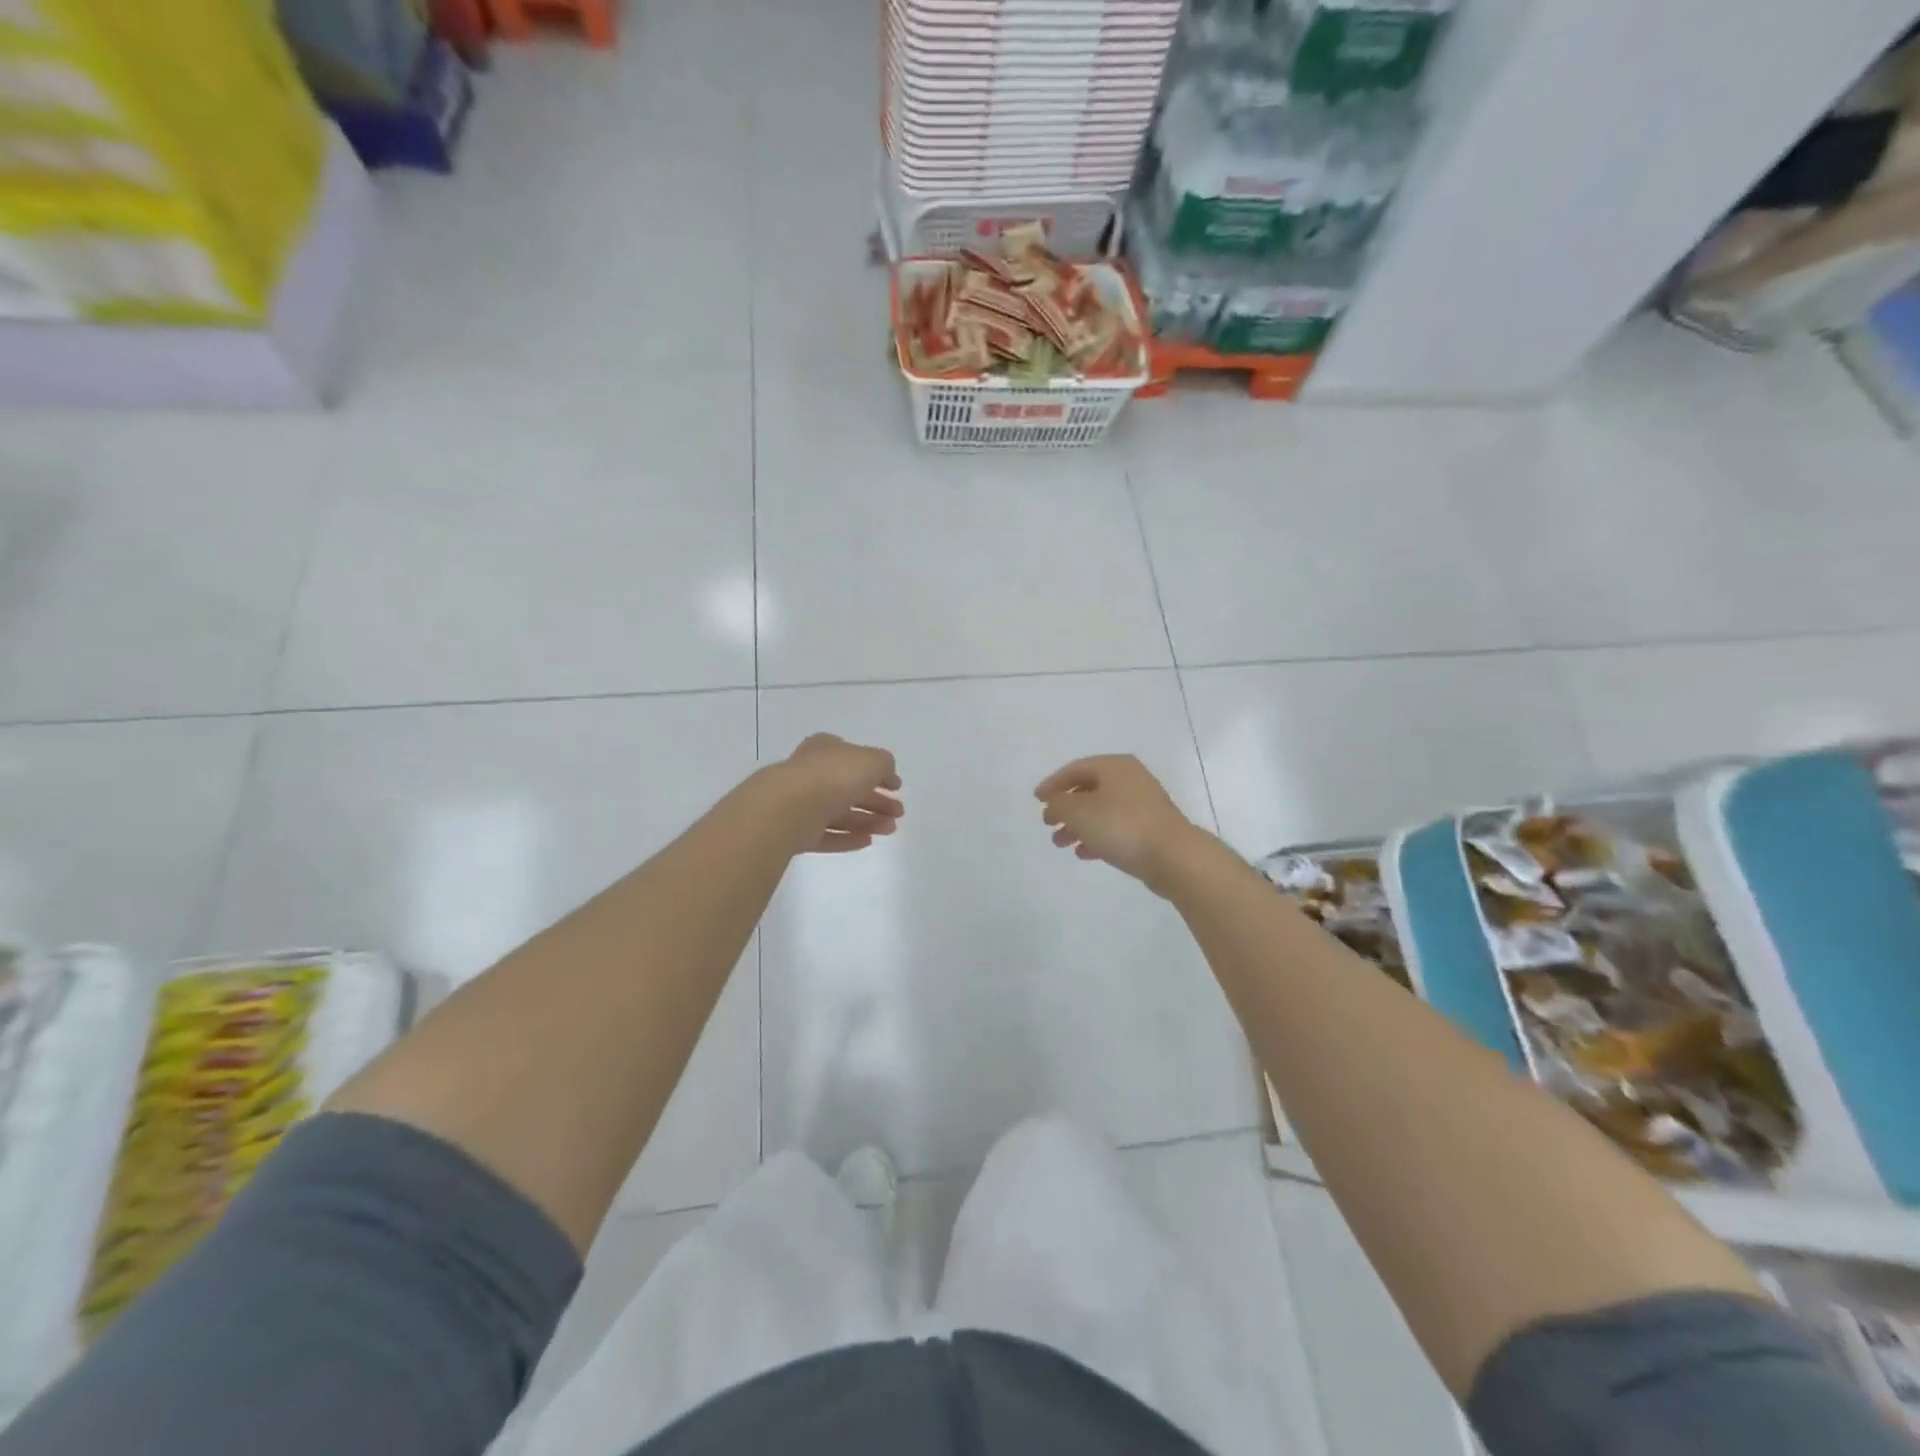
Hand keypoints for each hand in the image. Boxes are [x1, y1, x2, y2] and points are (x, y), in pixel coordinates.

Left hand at [776, 733, 903, 853]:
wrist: (788, 809)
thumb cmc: (833, 777)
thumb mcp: (871, 760)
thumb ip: (884, 764)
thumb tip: (886, 773)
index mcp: (825, 749)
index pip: (854, 758)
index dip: (877, 772)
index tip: (897, 788)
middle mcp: (811, 773)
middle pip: (849, 788)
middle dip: (876, 801)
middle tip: (899, 813)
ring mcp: (801, 804)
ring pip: (840, 813)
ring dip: (867, 821)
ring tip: (890, 830)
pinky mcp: (795, 832)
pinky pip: (826, 835)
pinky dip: (847, 838)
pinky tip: (867, 842)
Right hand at [1034, 755, 1207, 893]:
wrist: (1173, 856)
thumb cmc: (1121, 826)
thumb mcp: (1079, 812)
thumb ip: (1059, 804)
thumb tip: (1053, 803)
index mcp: (1114, 766)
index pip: (1075, 769)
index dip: (1052, 784)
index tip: (1036, 800)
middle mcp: (1130, 779)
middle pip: (1088, 789)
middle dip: (1065, 808)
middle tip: (1048, 824)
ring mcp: (1143, 804)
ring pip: (1101, 810)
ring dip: (1078, 825)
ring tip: (1061, 843)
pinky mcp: (1150, 828)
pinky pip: (1116, 827)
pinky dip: (1097, 837)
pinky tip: (1084, 853)